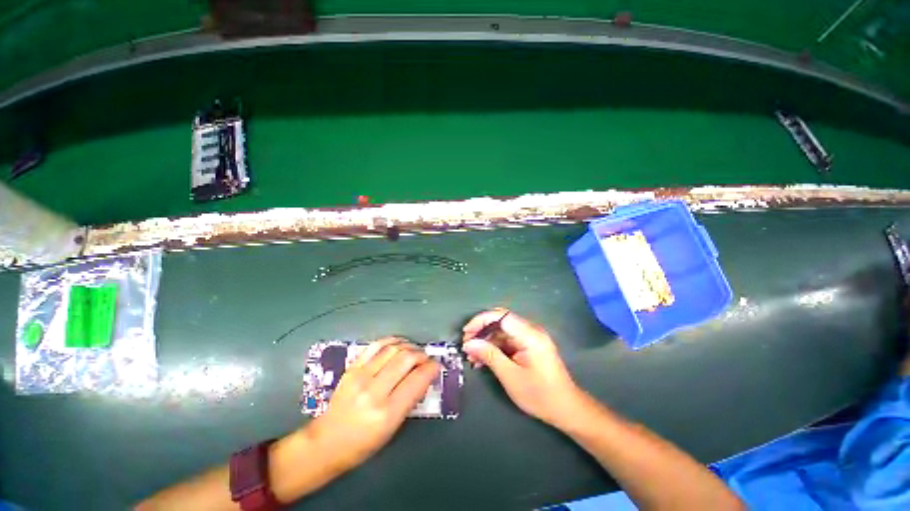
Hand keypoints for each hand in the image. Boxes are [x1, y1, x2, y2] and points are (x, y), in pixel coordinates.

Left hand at [308, 337, 439, 471]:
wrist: (326, 442)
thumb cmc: (363, 444)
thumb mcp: (392, 428)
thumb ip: (410, 399)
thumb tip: (424, 376)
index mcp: (387, 412)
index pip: (417, 380)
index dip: (431, 368)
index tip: (436, 366)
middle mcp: (374, 391)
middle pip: (406, 359)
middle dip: (421, 355)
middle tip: (426, 359)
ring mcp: (360, 377)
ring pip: (393, 349)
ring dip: (409, 346)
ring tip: (414, 351)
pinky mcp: (352, 368)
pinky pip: (375, 346)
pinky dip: (391, 340)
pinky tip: (399, 343)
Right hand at [462, 309, 582, 425]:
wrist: (566, 409)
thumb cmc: (540, 395)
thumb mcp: (511, 377)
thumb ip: (489, 356)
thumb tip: (468, 343)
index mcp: (530, 335)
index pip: (501, 316)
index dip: (481, 320)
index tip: (466, 332)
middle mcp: (531, 331)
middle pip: (501, 321)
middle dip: (481, 330)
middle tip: (466, 344)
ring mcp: (530, 338)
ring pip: (502, 331)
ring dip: (486, 341)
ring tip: (471, 356)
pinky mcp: (529, 346)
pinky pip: (507, 341)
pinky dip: (494, 348)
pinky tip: (483, 360)